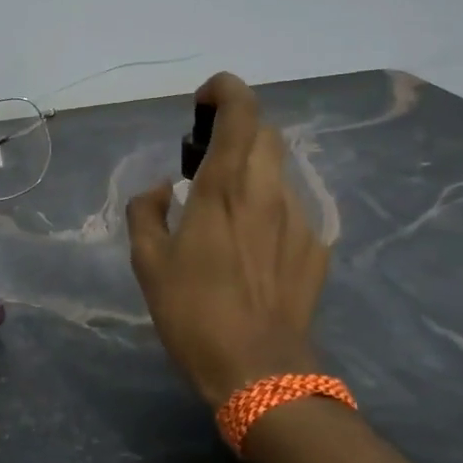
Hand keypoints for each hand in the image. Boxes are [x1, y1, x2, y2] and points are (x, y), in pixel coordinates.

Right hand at [125, 73, 329, 408]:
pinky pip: (290, 207)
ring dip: (252, 170)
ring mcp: (299, 218)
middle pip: (265, 132)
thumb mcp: (148, 262)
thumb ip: (146, 211)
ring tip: (224, 207)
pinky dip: (267, 206)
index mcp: (224, 187)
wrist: (259, 371)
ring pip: (279, 169)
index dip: (225, 90)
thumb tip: (161, 189)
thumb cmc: (193, 312)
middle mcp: (268, 191)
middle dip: (237, 130)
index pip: (241, 111)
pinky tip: (250, 245)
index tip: (202, 103)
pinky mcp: (316, 247)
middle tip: (205, 159)